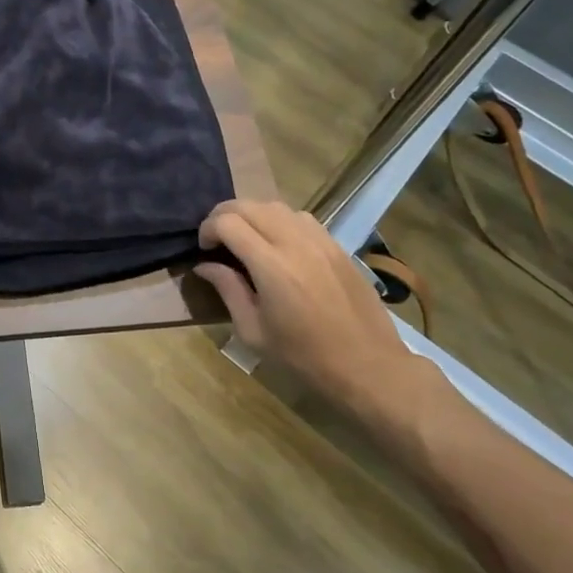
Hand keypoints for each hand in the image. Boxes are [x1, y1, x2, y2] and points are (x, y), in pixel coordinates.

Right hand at [195, 201, 441, 444]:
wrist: (369, 366)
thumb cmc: (304, 357)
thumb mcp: (253, 331)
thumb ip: (228, 290)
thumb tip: (204, 265)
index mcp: (271, 266)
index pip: (228, 222)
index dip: (208, 229)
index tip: (204, 249)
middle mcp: (295, 243)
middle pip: (249, 205)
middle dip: (224, 215)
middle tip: (216, 239)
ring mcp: (320, 241)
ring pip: (276, 206)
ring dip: (253, 214)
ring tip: (245, 238)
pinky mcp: (337, 246)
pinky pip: (301, 217)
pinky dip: (280, 220)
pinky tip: (278, 244)